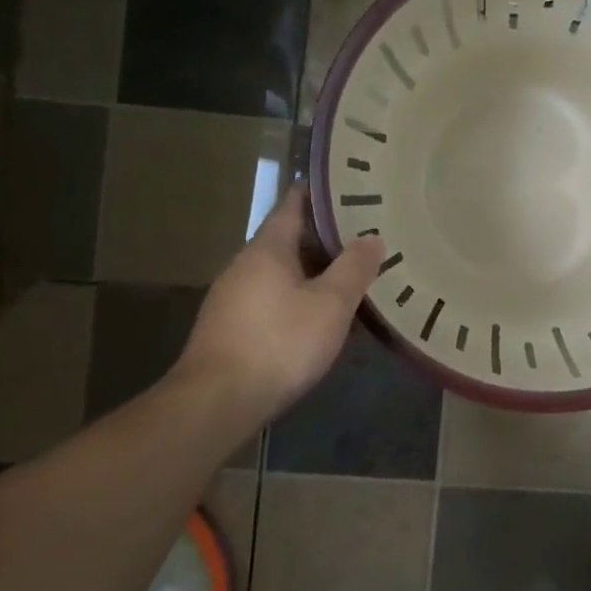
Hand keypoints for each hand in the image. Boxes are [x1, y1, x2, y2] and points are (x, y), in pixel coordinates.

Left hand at [169, 187, 383, 420]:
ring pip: (282, 272)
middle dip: (326, 237)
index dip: (321, 194)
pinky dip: (300, 298)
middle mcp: (245, 265)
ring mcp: (233, 298)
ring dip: (314, 272)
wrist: (217, 403)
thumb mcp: (330, 304)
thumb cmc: (279, 342)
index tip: (351, 188)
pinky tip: (321, 316)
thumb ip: (354, 268)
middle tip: (365, 235)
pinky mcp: (232, 328)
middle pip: (289, 239)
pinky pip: (273, 299)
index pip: (294, 205)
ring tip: (351, 275)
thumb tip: (373, 237)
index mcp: (267, 249)